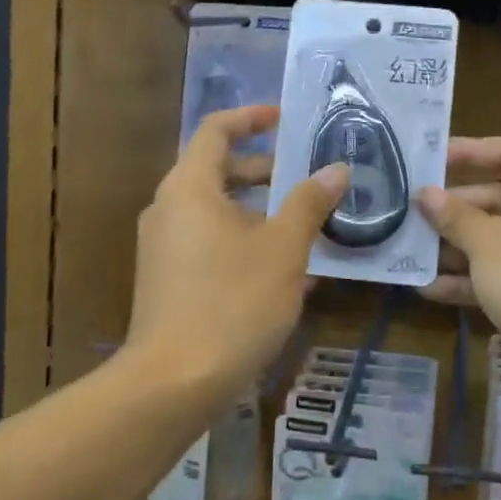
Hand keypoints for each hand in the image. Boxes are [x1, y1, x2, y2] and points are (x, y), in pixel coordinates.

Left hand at [126, 105, 347, 402]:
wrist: (174, 382)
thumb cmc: (233, 302)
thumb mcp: (283, 249)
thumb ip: (309, 203)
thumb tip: (337, 169)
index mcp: (189, 187)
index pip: (216, 130)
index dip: (251, 117)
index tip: (285, 119)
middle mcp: (168, 209)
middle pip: (217, 171)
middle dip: (264, 170)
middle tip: (307, 178)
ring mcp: (163, 247)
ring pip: (216, 212)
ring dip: (259, 211)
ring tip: (305, 227)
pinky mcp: (166, 280)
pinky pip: (208, 243)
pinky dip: (243, 242)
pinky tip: (282, 271)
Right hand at [418, 137, 500, 381]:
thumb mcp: (490, 244)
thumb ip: (455, 216)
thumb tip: (426, 194)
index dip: (467, 152)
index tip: (427, 160)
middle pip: (500, 199)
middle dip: (454, 209)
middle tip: (409, 211)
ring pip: (499, 241)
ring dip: (456, 248)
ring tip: (409, 250)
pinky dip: (472, 280)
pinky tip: (428, 289)